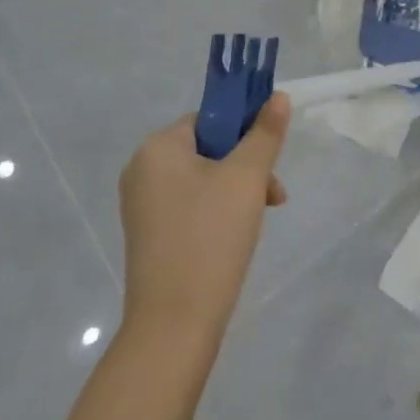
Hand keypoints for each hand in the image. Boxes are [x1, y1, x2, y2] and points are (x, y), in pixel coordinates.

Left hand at [117, 96, 289, 371]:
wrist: (174, 324)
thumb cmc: (211, 236)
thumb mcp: (247, 178)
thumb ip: (265, 133)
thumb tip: (277, 96)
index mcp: (157, 148)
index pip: (210, 119)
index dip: (245, 132)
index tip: (269, 160)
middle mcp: (142, 170)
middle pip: (208, 149)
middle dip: (246, 167)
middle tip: (273, 195)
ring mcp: (142, 206)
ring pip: (203, 179)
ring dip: (237, 190)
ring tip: (261, 218)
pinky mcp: (149, 236)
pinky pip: (190, 206)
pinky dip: (217, 212)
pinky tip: (237, 236)